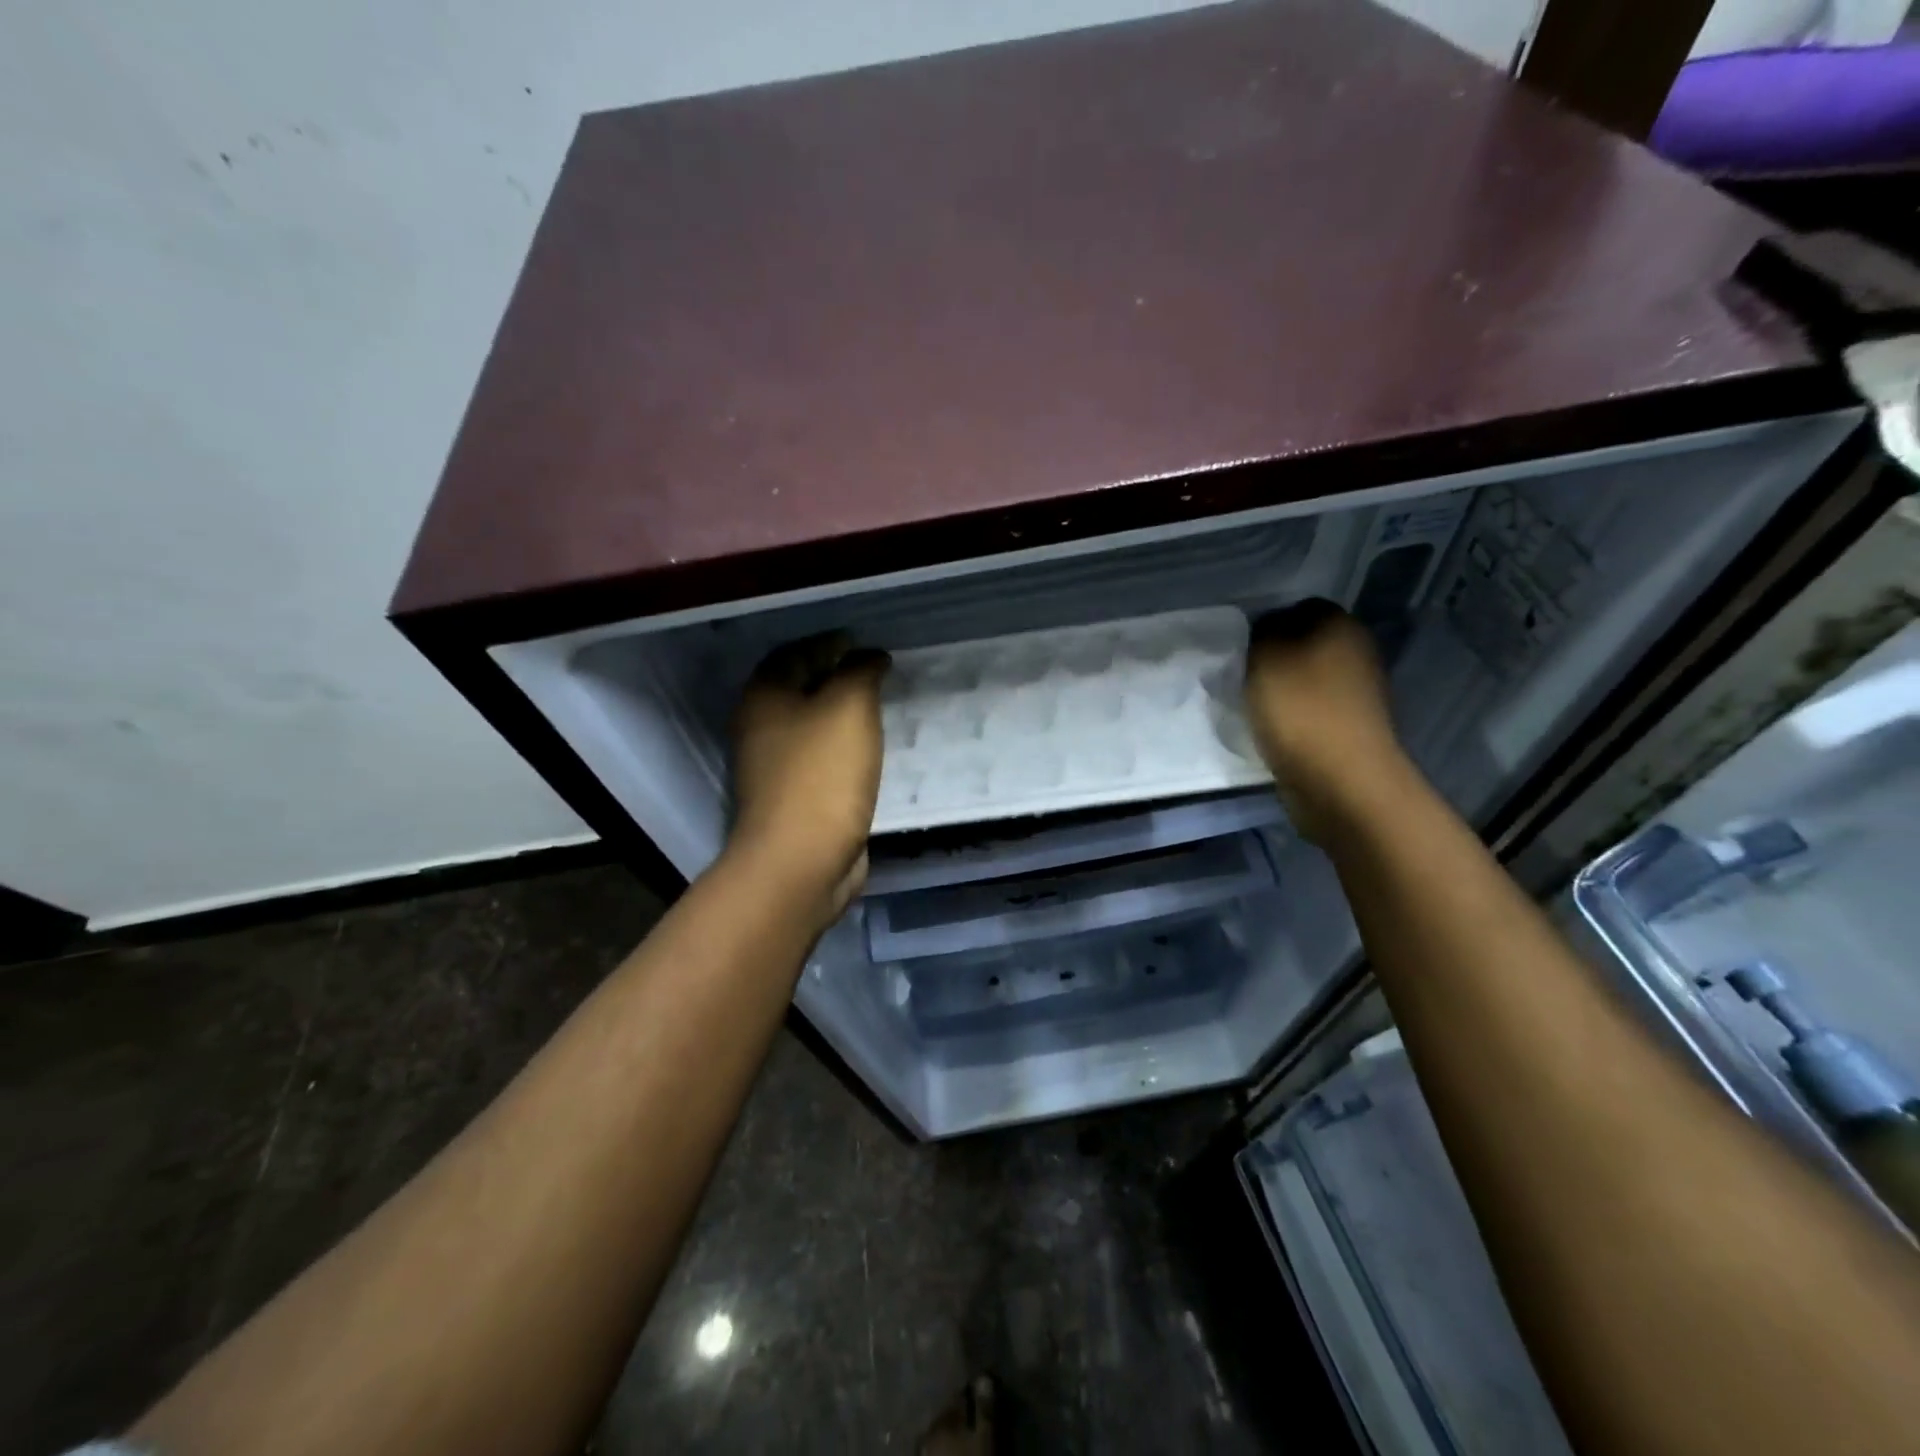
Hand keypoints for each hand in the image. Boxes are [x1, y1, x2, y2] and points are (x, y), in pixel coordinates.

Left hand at [729, 632, 889, 923]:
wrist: (801, 859)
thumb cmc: (822, 773)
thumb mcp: (849, 706)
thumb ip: (861, 671)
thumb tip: (870, 656)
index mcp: (764, 697)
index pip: (794, 653)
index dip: (828, 642)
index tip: (861, 641)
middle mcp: (761, 728)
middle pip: (798, 689)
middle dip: (834, 676)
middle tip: (875, 671)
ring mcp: (774, 768)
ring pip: (811, 726)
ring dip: (840, 714)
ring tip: (878, 705)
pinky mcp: (794, 799)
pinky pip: (821, 759)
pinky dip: (844, 747)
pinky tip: (870, 749)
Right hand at [1244, 601, 1405, 840]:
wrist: (1341, 781)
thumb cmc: (1300, 710)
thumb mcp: (1265, 656)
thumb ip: (1262, 631)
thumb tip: (1268, 630)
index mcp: (1340, 624)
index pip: (1297, 608)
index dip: (1266, 625)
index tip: (1240, 650)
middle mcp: (1357, 650)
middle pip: (1303, 644)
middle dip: (1273, 659)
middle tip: (1241, 677)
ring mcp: (1358, 692)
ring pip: (1306, 678)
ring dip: (1281, 691)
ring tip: (1252, 707)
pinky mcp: (1351, 727)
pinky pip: (1312, 710)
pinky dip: (1292, 718)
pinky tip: (1272, 730)